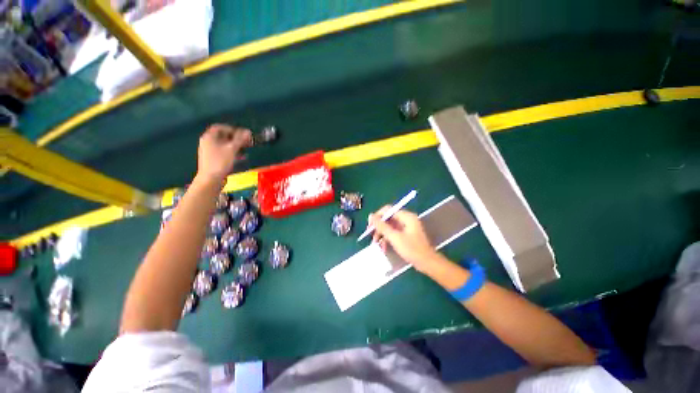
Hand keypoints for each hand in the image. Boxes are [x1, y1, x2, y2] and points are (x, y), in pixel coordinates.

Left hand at [196, 124, 251, 183]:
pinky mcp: (212, 158)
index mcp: (209, 137)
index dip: (232, 129)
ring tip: (245, 150)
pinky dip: (231, 152)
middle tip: (246, 142)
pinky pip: (222, 151)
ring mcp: (208, 151)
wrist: (210, 179)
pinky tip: (239, 157)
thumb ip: (240, 140)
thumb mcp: (232, 149)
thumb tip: (248, 132)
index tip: (242, 134)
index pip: (220, 127)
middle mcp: (207, 142)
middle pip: (222, 136)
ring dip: (235, 145)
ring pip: (223, 144)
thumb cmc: (220, 162)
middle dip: (235, 138)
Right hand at [370, 207, 442, 273]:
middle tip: (371, 235)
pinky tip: (384, 247)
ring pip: (389, 227)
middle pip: (388, 218)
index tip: (369, 225)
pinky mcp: (406, 234)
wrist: (428, 263)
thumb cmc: (412, 249)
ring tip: (376, 243)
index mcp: (406, 216)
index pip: (388, 210)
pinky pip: (393, 233)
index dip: (377, 216)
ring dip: (382, 234)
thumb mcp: (394, 237)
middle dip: (379, 227)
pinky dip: (388, 239)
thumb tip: (371, 215)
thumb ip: (382, 226)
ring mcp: (406, 227)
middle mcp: (406, 219)